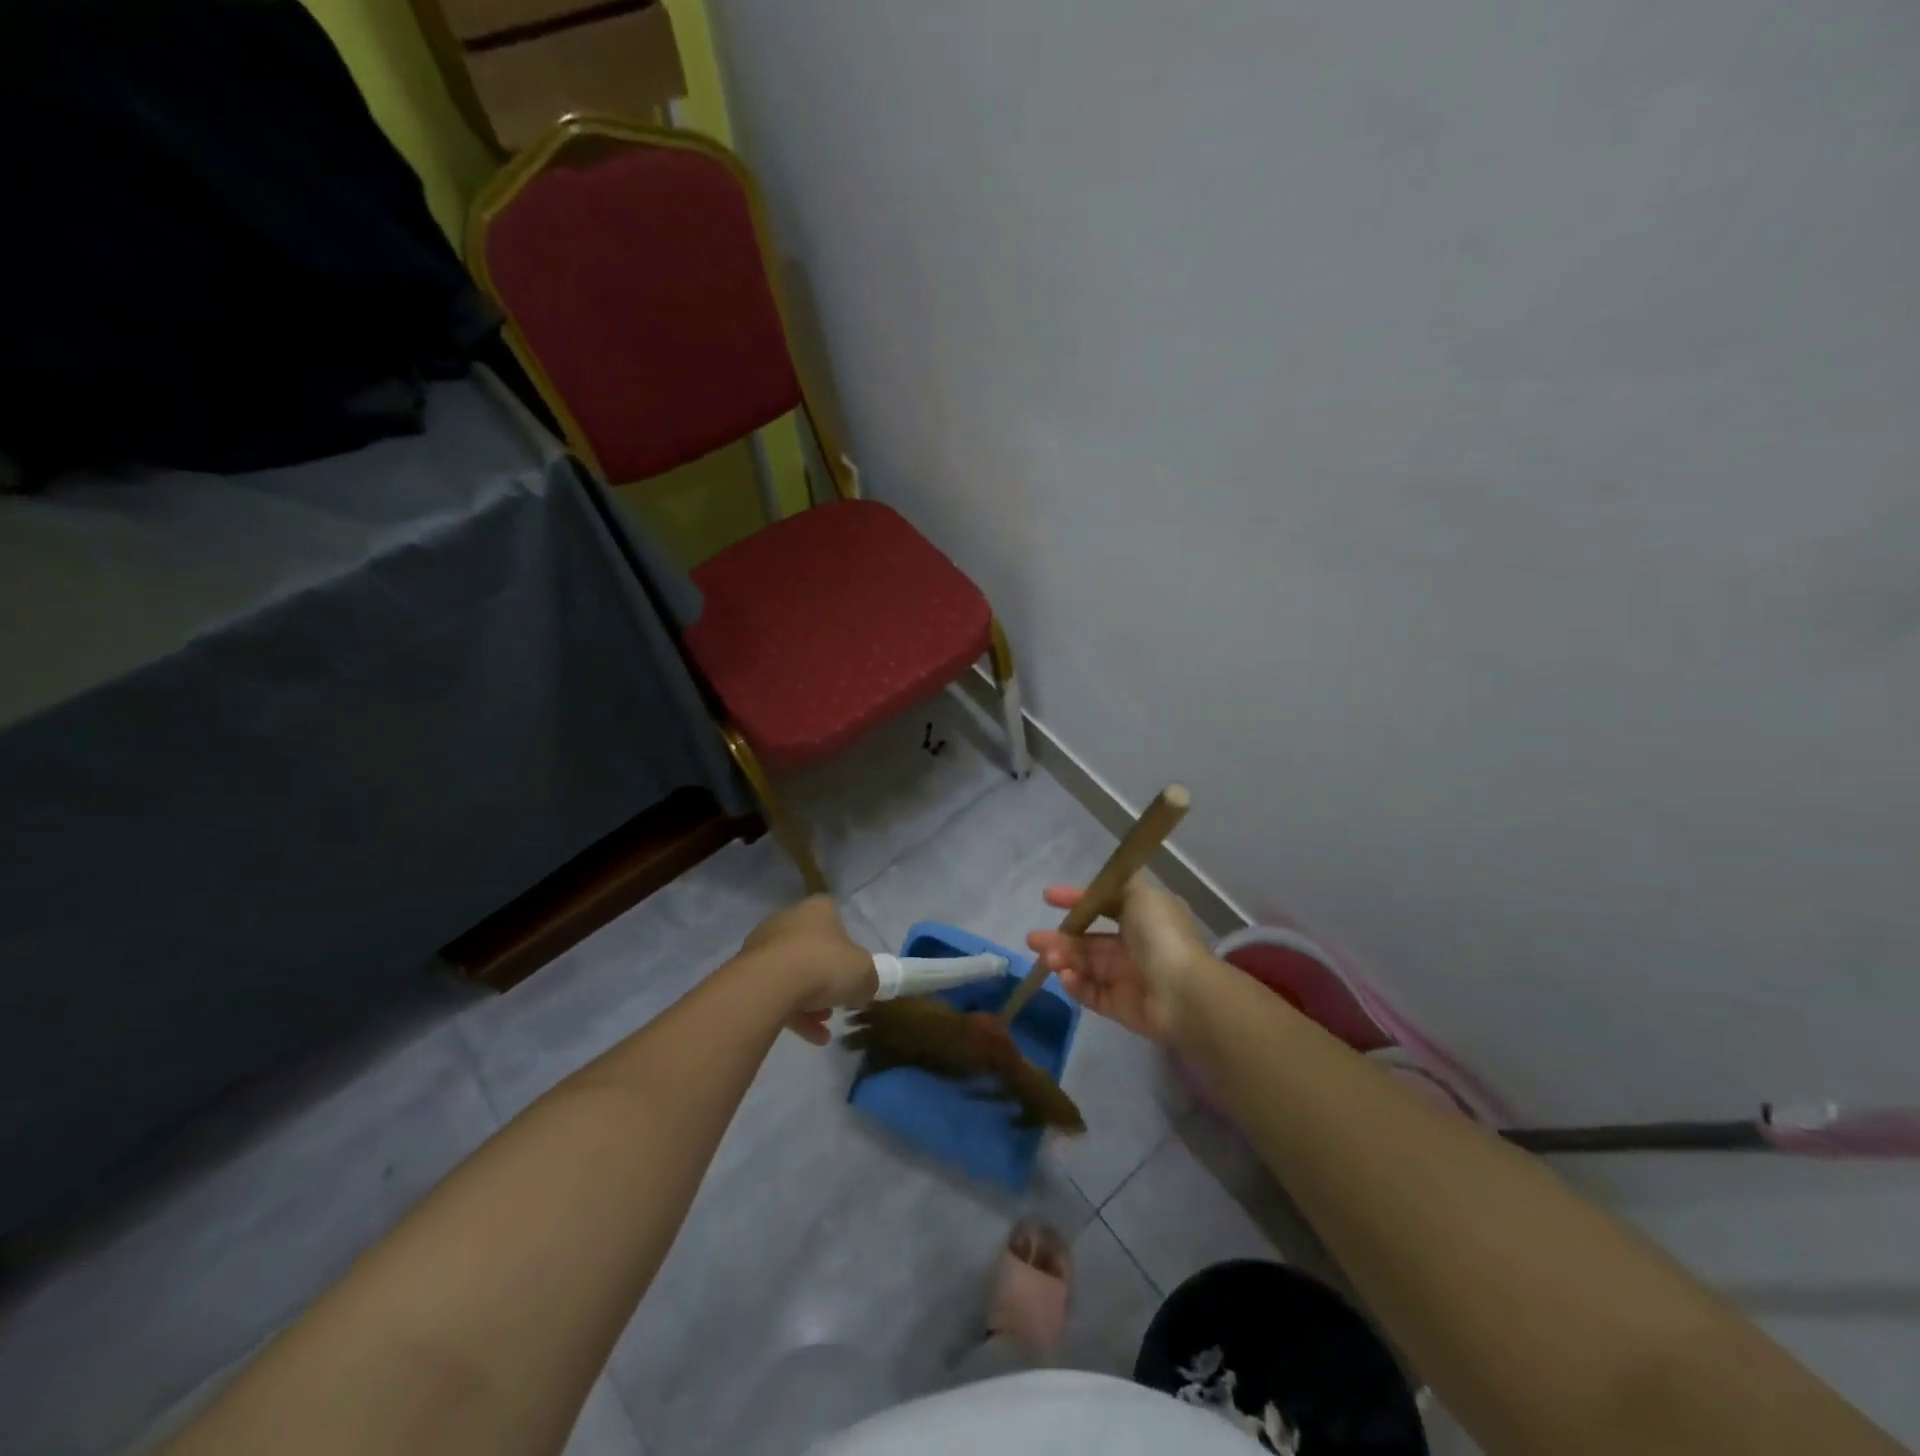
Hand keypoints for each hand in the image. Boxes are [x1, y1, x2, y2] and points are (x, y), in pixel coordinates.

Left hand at [740, 896, 878, 1044]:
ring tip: (823, 1027)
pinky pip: (774, 992)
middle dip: (825, 977)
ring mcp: (762, 946)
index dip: (845, 943)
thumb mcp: (864, 973)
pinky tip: (810, 1037)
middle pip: (811, 947)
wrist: (769, 985)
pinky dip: (791, 1012)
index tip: (851, 967)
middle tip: (837, 1001)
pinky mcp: (745, 973)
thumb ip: (867, 979)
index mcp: (817, 909)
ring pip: (791, 972)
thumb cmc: (824, 965)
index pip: (834, 916)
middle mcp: (788, 919)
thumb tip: (863, 987)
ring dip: (808, 999)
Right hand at [1025, 875, 1210, 1043]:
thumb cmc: (1160, 936)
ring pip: (1085, 965)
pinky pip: (1091, 992)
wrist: (1182, 992)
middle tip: (1033, 939)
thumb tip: (1105, 880)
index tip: (1048, 897)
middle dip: (1060, 937)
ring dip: (1063, 959)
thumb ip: (1119, 884)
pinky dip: (1075, 984)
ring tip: (1046, 958)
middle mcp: (1135, 945)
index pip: (1104, 904)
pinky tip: (1064, 976)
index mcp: (1143, 917)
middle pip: (1089, 940)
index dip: (1076, 899)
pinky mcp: (1120, 1006)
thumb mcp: (1141, 894)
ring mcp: (1127, 977)